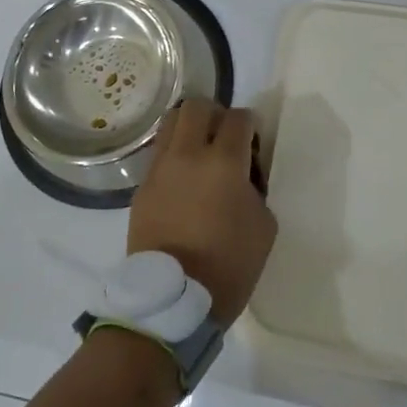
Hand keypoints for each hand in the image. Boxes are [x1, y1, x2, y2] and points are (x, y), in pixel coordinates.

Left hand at [128, 100, 276, 323]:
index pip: (239, 118)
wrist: (172, 300)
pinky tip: (184, 180)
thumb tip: (242, 176)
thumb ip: (255, 188)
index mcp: (224, 162)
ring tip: (201, 152)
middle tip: (225, 138)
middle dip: (216, 114)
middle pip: (197, 107)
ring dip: (190, 128)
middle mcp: (188, 155)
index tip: (253, 142)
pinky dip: (174, 155)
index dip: (250, 124)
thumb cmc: (229, 265)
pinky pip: (158, 154)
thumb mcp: (264, 225)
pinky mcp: (142, 187)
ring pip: (171, 122)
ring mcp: (160, 169)